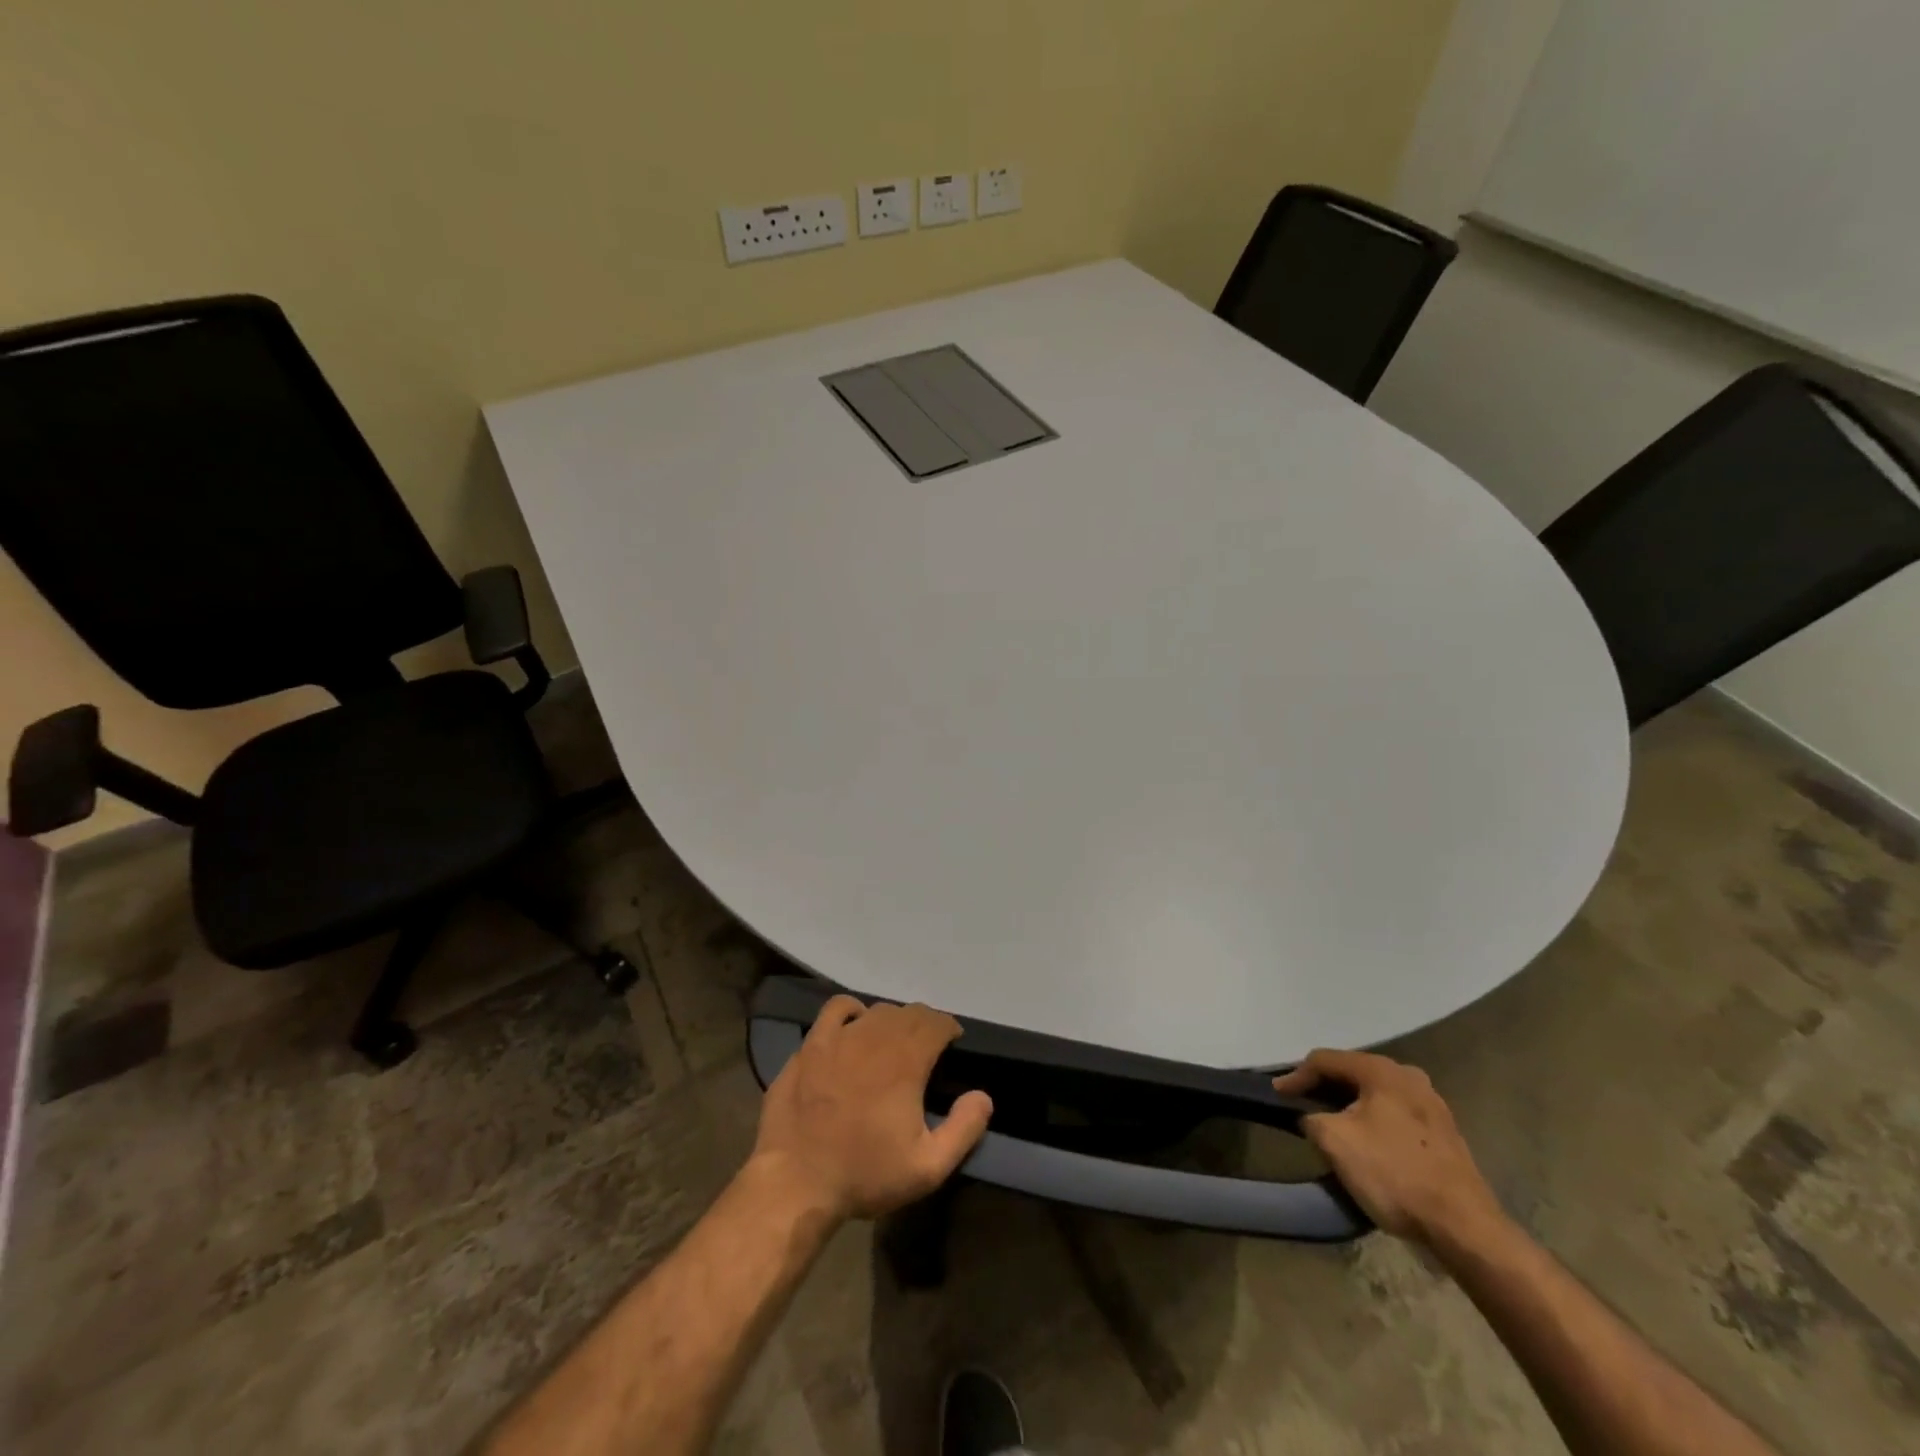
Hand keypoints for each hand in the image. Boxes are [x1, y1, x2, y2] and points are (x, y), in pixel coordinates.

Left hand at [752, 996, 993, 1222]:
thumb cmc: (864, 1175)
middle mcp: (874, 1038)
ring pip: (876, 1010)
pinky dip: (853, 1011)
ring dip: (892, 1020)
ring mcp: (838, 1038)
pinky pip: (837, 1009)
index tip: (953, 1043)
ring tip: (895, 1040)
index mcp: (905, 1061)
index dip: (948, 1028)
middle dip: (924, 1024)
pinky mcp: (810, 1045)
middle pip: (908, 1013)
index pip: (935, 1023)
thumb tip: (983, 1096)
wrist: (795, 1183)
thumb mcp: (927, 1168)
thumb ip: (963, 1129)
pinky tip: (855, 1027)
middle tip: (928, 1046)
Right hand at [1273, 1049, 1505, 1246]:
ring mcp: (1432, 1104)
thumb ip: (1311, 1117)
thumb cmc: (1393, 1174)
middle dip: (1324, 1087)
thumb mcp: (1334, 1141)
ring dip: (1350, 1105)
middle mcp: (1409, 1077)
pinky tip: (1366, 1141)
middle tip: (1301, 1104)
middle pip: (1353, 1073)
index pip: (1325, 1060)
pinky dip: (1373, 1120)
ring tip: (1330, 1123)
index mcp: (1382, 1070)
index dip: (1296, 1076)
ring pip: (1376, 1094)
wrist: (1464, 1228)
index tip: (1276, 1095)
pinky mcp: (1444, 1133)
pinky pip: (1395, 1114)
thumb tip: (1313, 1117)